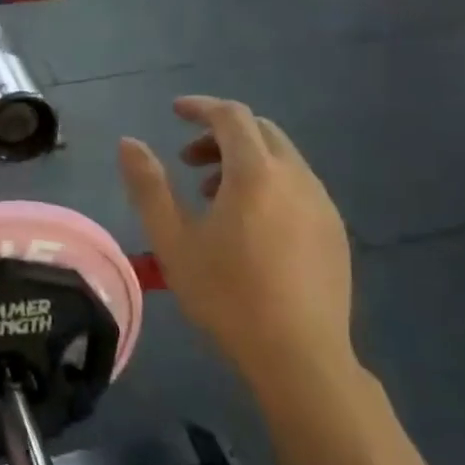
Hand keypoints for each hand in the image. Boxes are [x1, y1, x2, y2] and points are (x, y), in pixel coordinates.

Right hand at [118, 97, 354, 401]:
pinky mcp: (335, 231)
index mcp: (255, 174)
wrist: (300, 357)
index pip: (231, 116)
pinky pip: (298, 185)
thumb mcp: (172, 240)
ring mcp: (322, 204)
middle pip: (260, 131)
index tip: (175, 112)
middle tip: (188, 162)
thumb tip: (129, 143)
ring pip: (281, 158)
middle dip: (221, 134)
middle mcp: (295, 177)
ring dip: (244, 160)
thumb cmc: (227, 295)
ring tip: (214, 197)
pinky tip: (251, 225)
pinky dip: (269, 183)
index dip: (200, 107)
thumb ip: (149, 186)